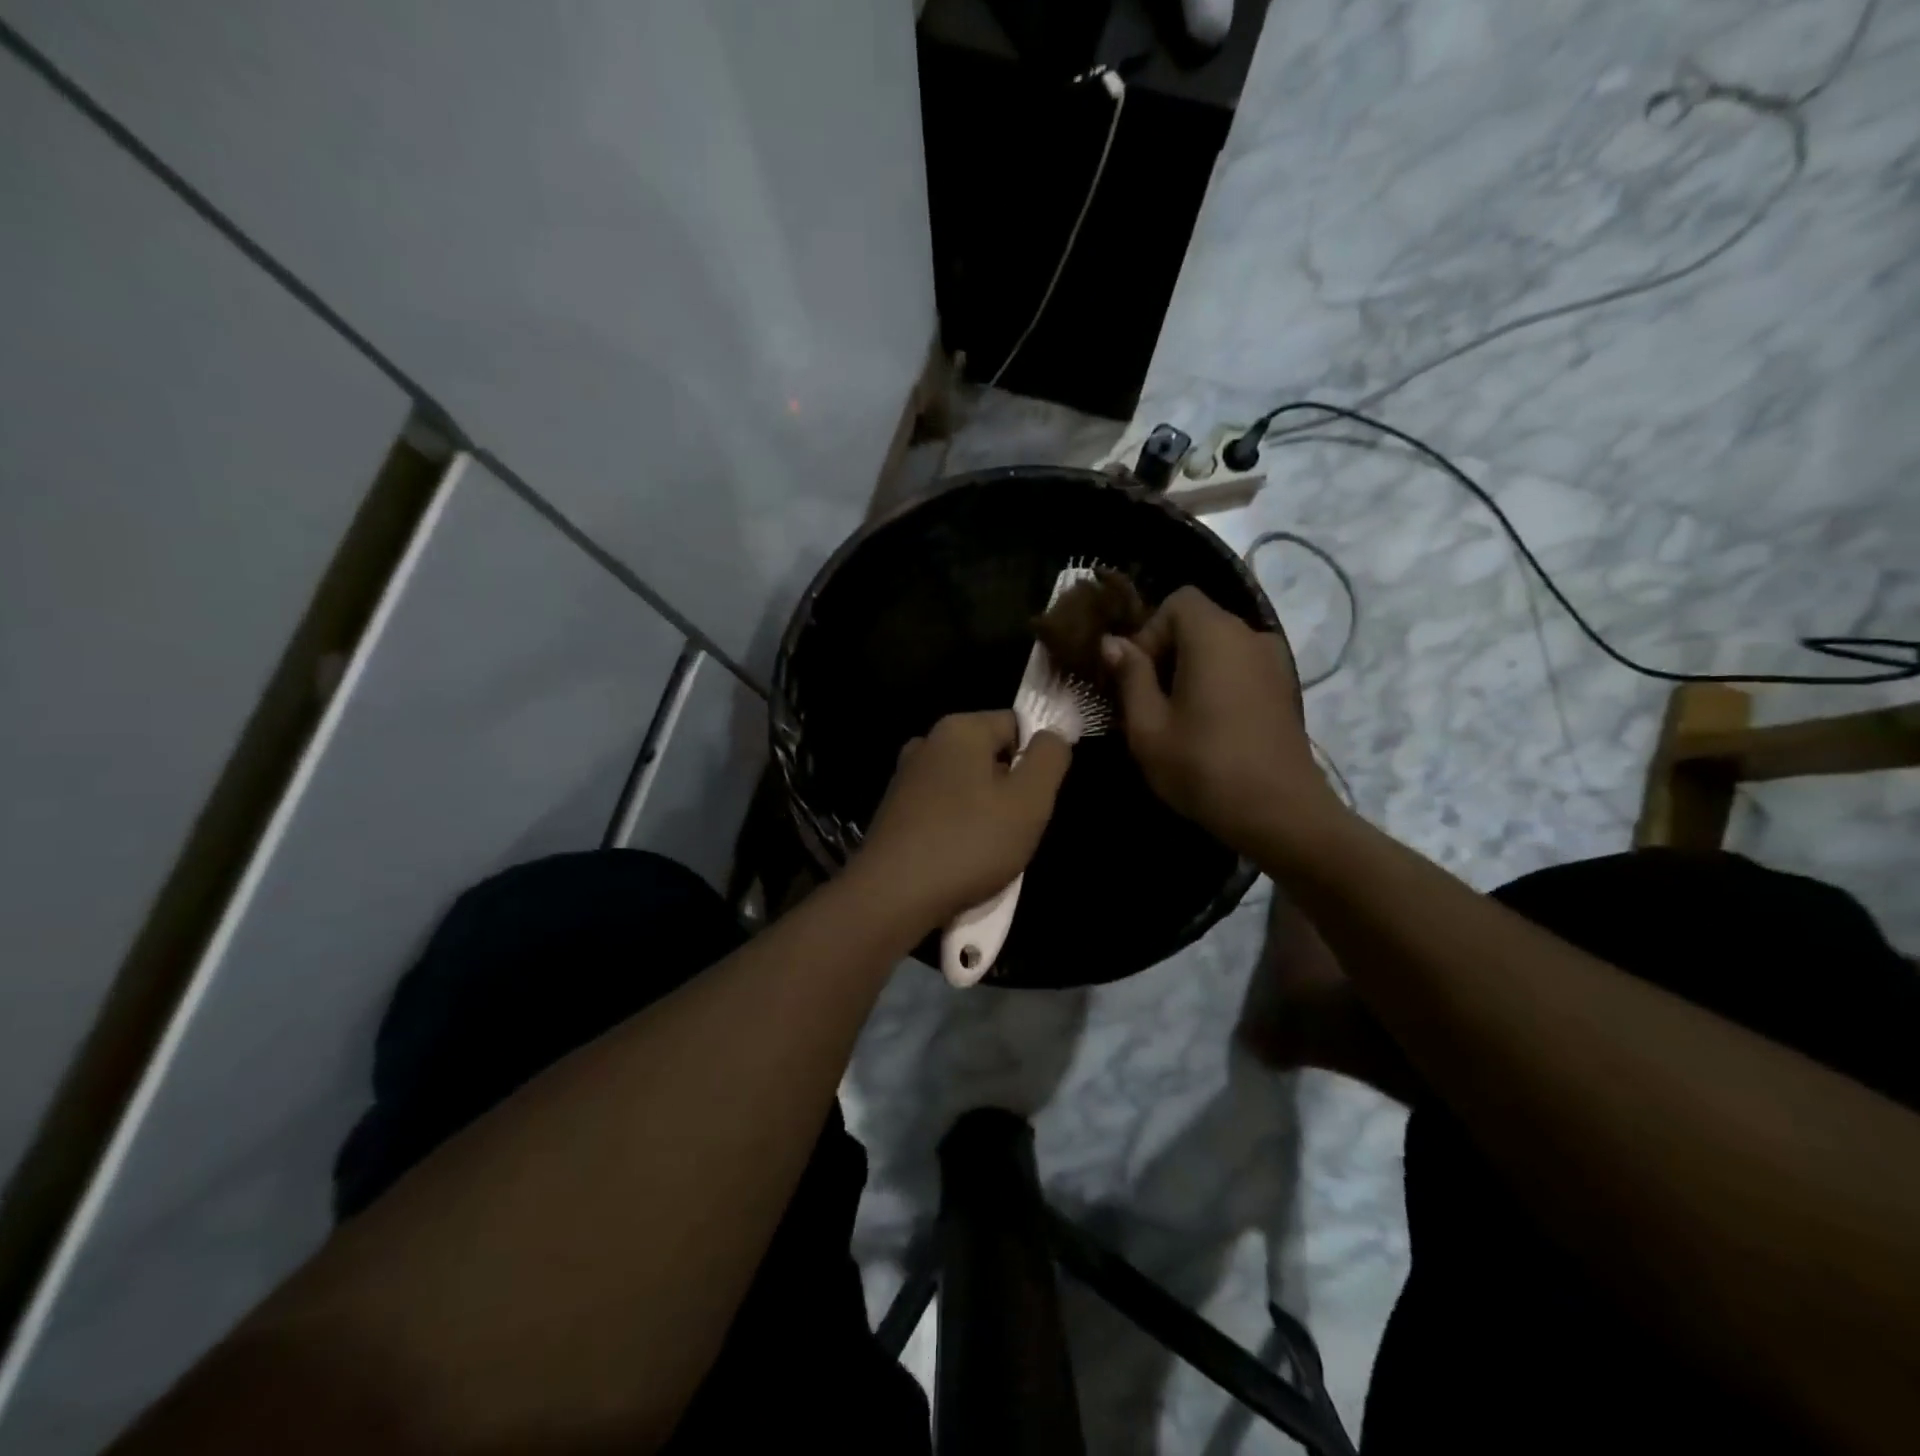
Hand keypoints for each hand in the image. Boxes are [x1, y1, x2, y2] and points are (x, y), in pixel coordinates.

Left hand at [855, 711, 1072, 928]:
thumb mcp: (1029, 800)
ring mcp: (905, 776)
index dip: (1034, 759)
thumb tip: (1052, 735)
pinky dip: (955, 828)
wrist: (892, 896)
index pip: (1016, 725)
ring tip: (989, 850)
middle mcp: (927, 742)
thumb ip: (1049, 758)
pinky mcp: (893, 810)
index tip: (1037, 799)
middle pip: (989, 756)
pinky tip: (958, 859)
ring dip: (983, 812)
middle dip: (1008, 788)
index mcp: (959, 728)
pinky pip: (940, 809)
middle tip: (1017, 828)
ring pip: (965, 785)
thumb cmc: (969, 843)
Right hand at [1101, 586, 1340, 855]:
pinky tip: (1206, 725)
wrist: (1281, 813)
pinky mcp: (1283, 688)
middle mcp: (1250, 636)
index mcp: (1215, 636)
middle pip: (1198, 622)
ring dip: (1189, 670)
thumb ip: (1130, 676)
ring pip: (1218, 646)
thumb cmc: (1204, 768)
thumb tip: (1113, 643)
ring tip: (1174, 717)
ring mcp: (1273, 662)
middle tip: (1147, 701)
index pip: (1177, 602)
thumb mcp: (1149, 726)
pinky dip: (1216, 682)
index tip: (1137, 678)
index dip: (1149, 632)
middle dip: (1165, 652)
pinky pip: (1238, 667)